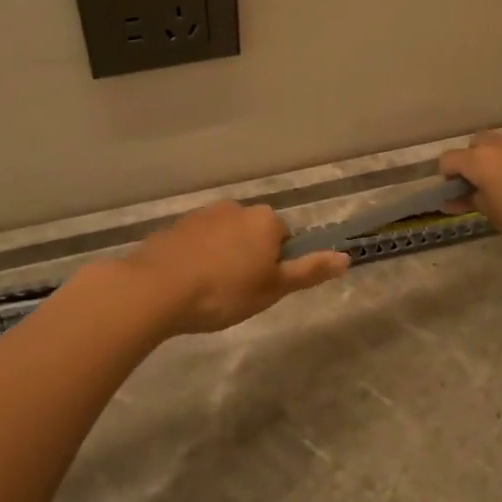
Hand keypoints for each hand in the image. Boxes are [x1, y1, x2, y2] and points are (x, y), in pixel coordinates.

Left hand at [122, 200, 350, 335]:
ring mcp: (201, 215)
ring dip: (221, 256)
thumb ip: (309, 271)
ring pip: (223, 237)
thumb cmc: (224, 291)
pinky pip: (196, 242)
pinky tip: (186, 284)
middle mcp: (235, 208)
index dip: (275, 265)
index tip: (261, 288)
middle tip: (237, 293)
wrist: (156, 289)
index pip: (284, 238)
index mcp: (264, 219)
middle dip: (248, 257)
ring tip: (209, 291)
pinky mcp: (174, 227)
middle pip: (253, 234)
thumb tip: (345, 257)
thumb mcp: (273, 288)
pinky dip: (196, 258)